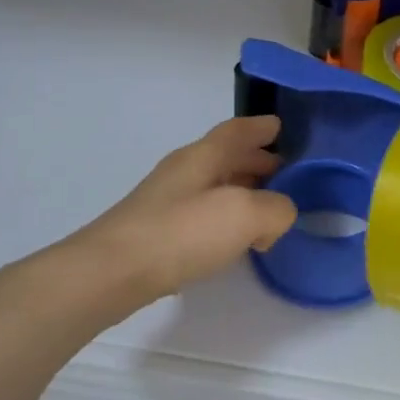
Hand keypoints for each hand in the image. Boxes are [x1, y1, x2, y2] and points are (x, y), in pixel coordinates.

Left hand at [68, 116, 296, 308]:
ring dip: (243, 191)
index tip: (280, 127)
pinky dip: (226, 218)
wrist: (112, 272)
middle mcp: (185, 171)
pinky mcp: (159, 231)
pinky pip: (203, 213)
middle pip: (227, 157)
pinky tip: (235, 239)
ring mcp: (168, 201)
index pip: (237, 131)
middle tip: (286, 174)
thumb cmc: (181, 232)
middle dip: (257, 161)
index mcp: (203, 156)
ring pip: (216, 186)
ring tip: (268, 208)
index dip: (261, 127)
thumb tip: (278, 215)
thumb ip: (276, 209)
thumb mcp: (245, 214)